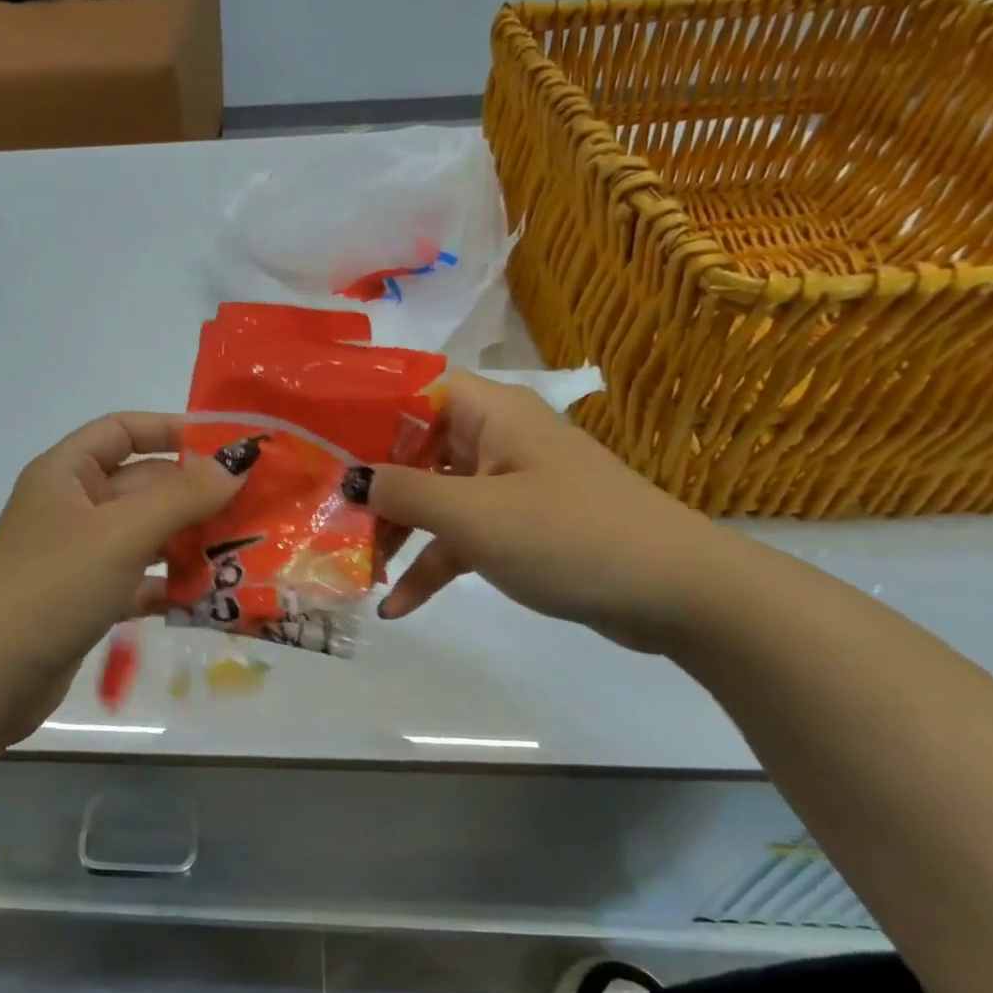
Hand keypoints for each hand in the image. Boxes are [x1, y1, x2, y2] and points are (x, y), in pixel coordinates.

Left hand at [0, 413, 249, 732]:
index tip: (226, 446)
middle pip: (141, 485)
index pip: (123, 430)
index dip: (172, 430)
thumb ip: (182, 496)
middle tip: (254, 506)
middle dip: (193, 494)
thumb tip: (236, 463)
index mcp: (65, 473)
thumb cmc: (53, 587)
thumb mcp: (121, 534)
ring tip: (243, 550)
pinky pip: (137, 580)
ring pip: (144, 535)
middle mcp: (71, 508)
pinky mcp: (86, 600)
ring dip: (188, 541)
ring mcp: (78, 556)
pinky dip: (169, 585)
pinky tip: (208, 598)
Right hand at [352, 372, 732, 653]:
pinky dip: (430, 565)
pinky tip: (396, 606)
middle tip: (318, 509)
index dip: (363, 404)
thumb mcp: (475, 515)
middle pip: (413, 447)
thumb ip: (404, 493)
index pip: (413, 386)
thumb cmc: (570, 534)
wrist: (677, 593)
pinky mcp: (518, 530)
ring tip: (349, 565)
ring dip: (394, 531)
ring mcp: (506, 486)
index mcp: (490, 413)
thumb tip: (349, 479)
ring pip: (433, 497)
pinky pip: (460, 539)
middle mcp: (495, 440)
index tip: (315, 434)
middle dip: (368, 482)